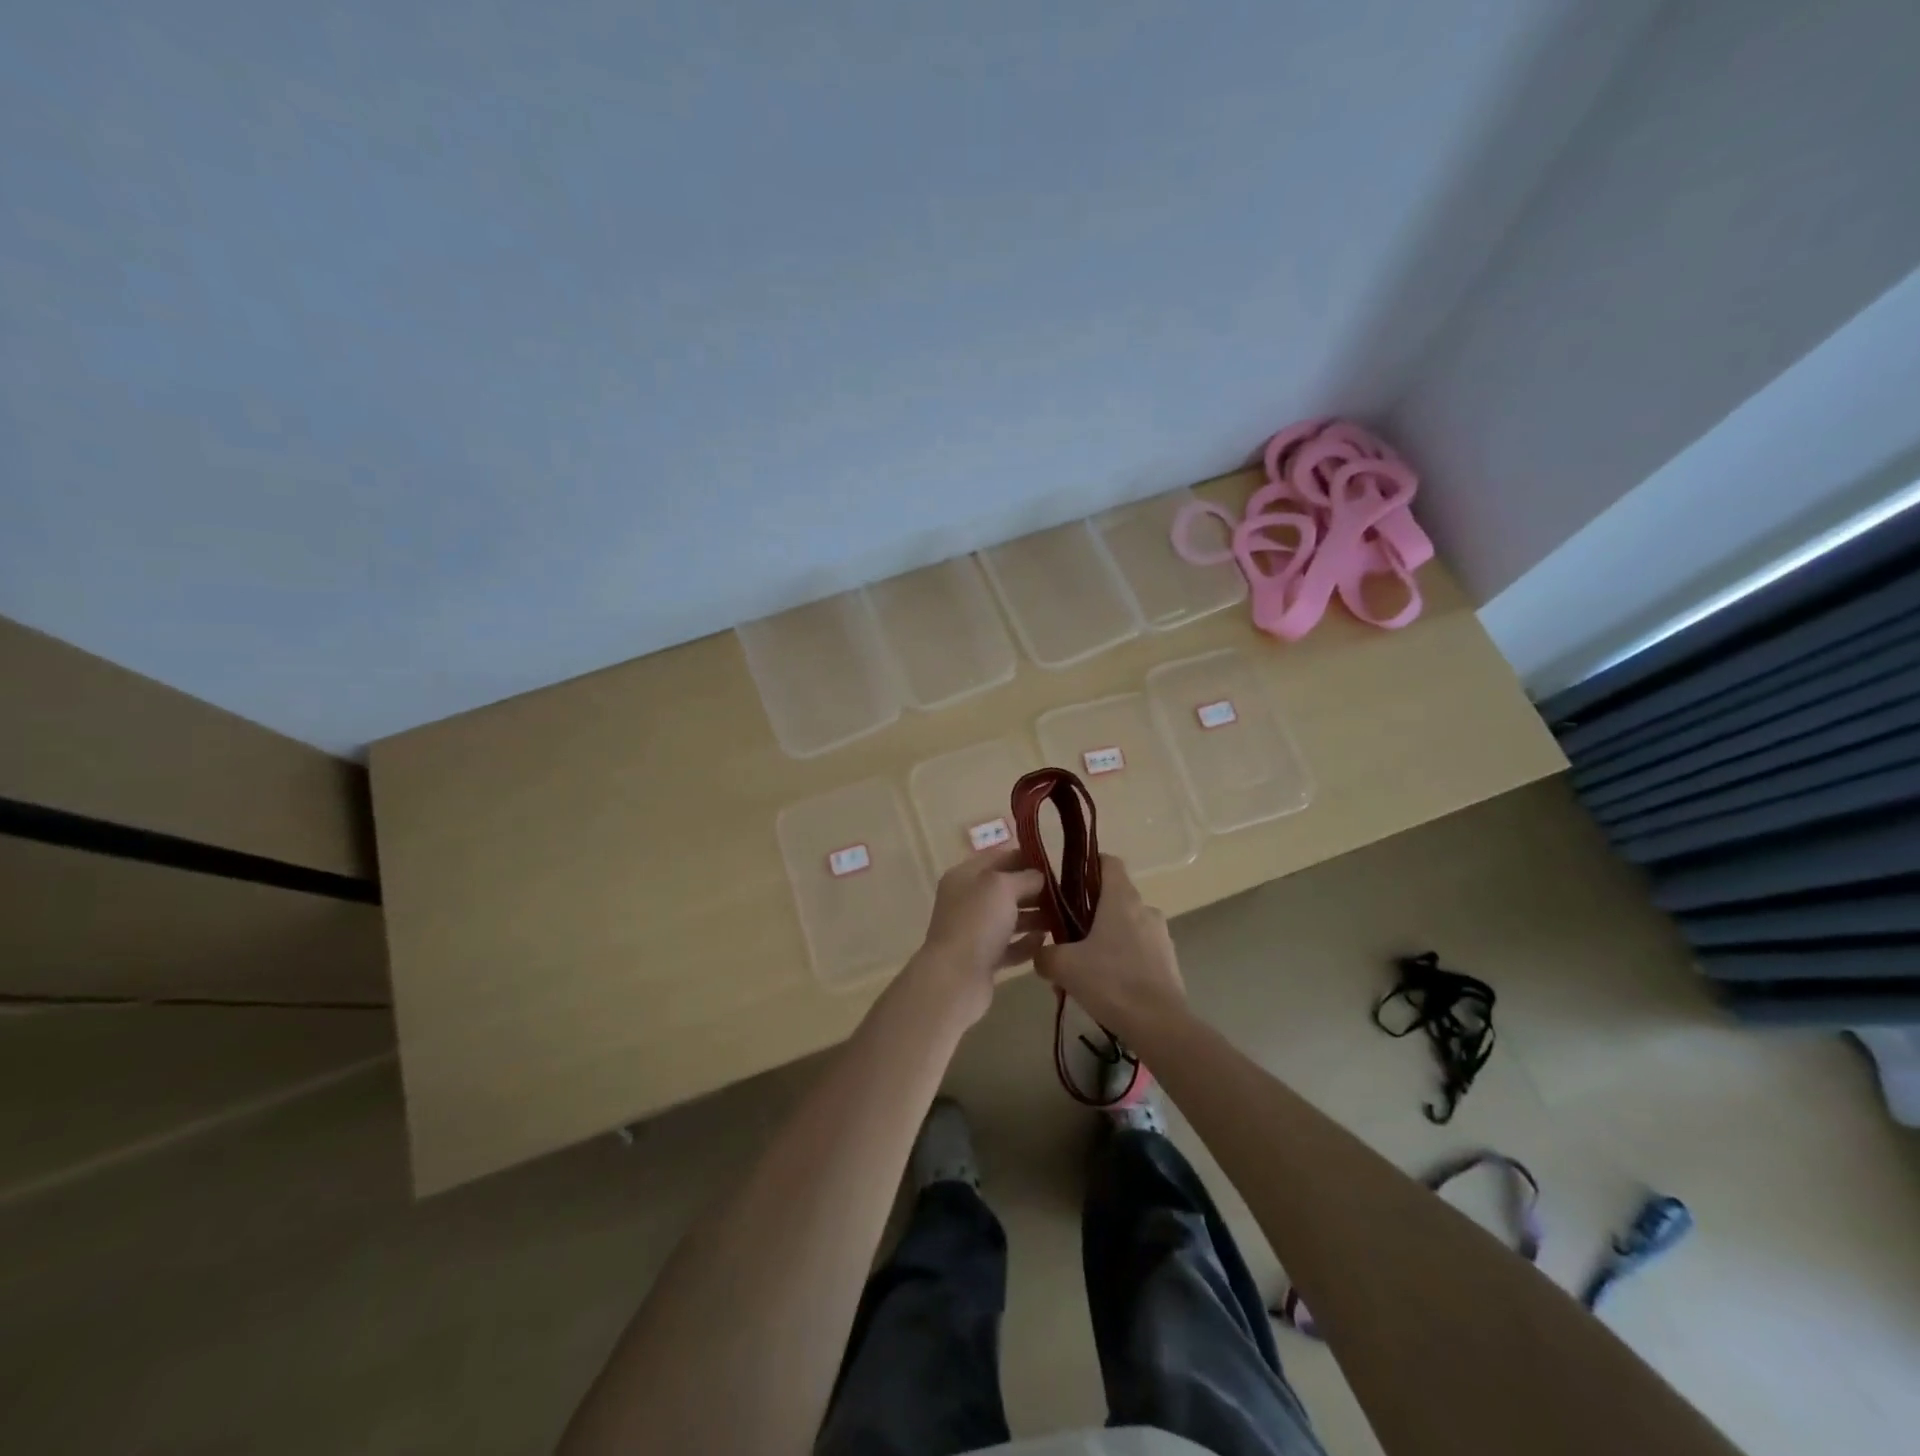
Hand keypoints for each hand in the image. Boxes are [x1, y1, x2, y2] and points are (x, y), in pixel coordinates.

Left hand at [908, 846, 1045, 1025]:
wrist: (955, 979)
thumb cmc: (977, 923)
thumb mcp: (1002, 887)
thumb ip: (1025, 877)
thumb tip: (1040, 876)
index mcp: (965, 876)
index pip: (998, 857)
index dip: (1026, 857)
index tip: (1055, 864)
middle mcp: (967, 900)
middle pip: (1006, 888)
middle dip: (1034, 889)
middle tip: (1066, 893)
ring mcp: (974, 931)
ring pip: (1010, 917)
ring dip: (1035, 916)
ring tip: (1063, 917)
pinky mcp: (983, 958)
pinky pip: (1010, 945)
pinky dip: (1027, 943)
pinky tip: (1046, 941)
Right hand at [1033, 856, 1185, 1041]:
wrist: (1159, 1025)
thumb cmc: (1110, 982)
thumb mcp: (1063, 966)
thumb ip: (1045, 955)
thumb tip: (1042, 955)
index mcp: (1121, 898)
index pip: (1108, 861)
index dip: (1087, 865)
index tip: (1067, 883)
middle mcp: (1145, 909)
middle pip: (1113, 896)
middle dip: (1089, 912)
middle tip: (1066, 935)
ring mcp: (1160, 935)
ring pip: (1125, 926)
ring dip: (1105, 939)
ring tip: (1083, 968)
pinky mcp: (1168, 961)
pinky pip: (1138, 950)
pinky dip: (1121, 959)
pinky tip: (1105, 986)